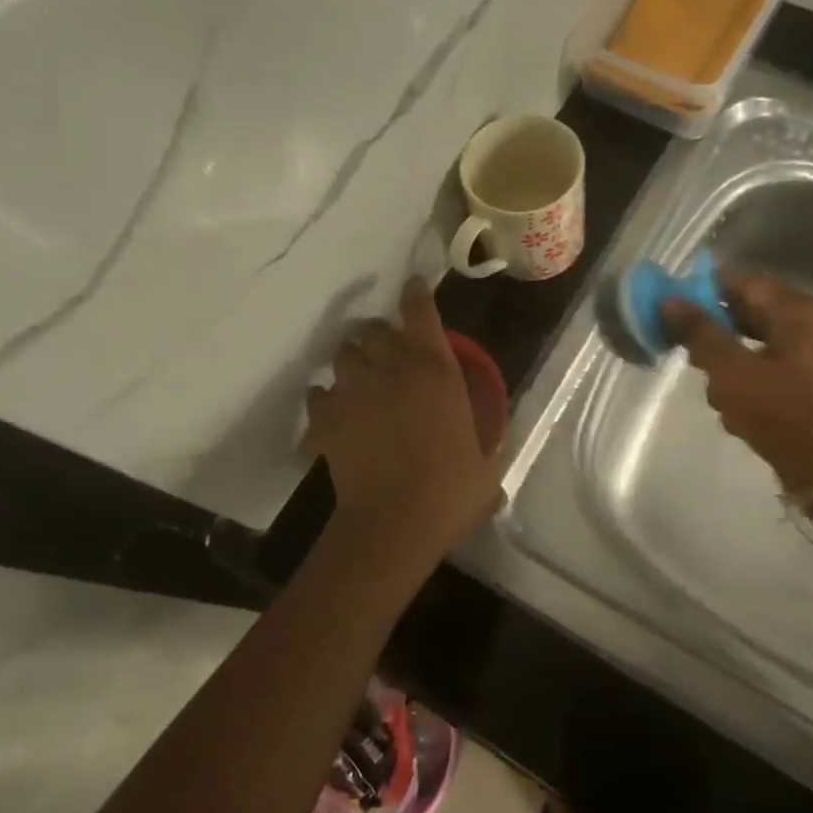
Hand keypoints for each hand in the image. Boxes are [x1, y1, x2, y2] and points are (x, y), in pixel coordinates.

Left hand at [305, 277, 501, 565]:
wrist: (395, 523)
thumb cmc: (451, 492)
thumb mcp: (486, 463)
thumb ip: (487, 440)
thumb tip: (494, 441)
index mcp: (437, 371)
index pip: (420, 313)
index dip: (415, 295)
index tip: (412, 289)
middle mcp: (393, 369)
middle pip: (374, 330)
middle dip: (379, 337)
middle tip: (386, 355)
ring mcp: (355, 391)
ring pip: (343, 355)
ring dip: (351, 362)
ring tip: (358, 381)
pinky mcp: (326, 418)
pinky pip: (318, 394)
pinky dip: (325, 400)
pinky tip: (334, 415)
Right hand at [660, 271, 812, 495]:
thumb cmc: (782, 414)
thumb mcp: (731, 371)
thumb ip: (700, 333)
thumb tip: (670, 301)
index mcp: (796, 310)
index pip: (739, 281)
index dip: (701, 292)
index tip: (671, 312)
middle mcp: (808, 323)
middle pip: (746, 311)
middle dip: (713, 332)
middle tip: (687, 353)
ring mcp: (811, 353)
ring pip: (752, 342)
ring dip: (726, 361)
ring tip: (715, 390)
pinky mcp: (807, 381)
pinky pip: (766, 366)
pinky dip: (745, 379)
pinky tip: (734, 408)